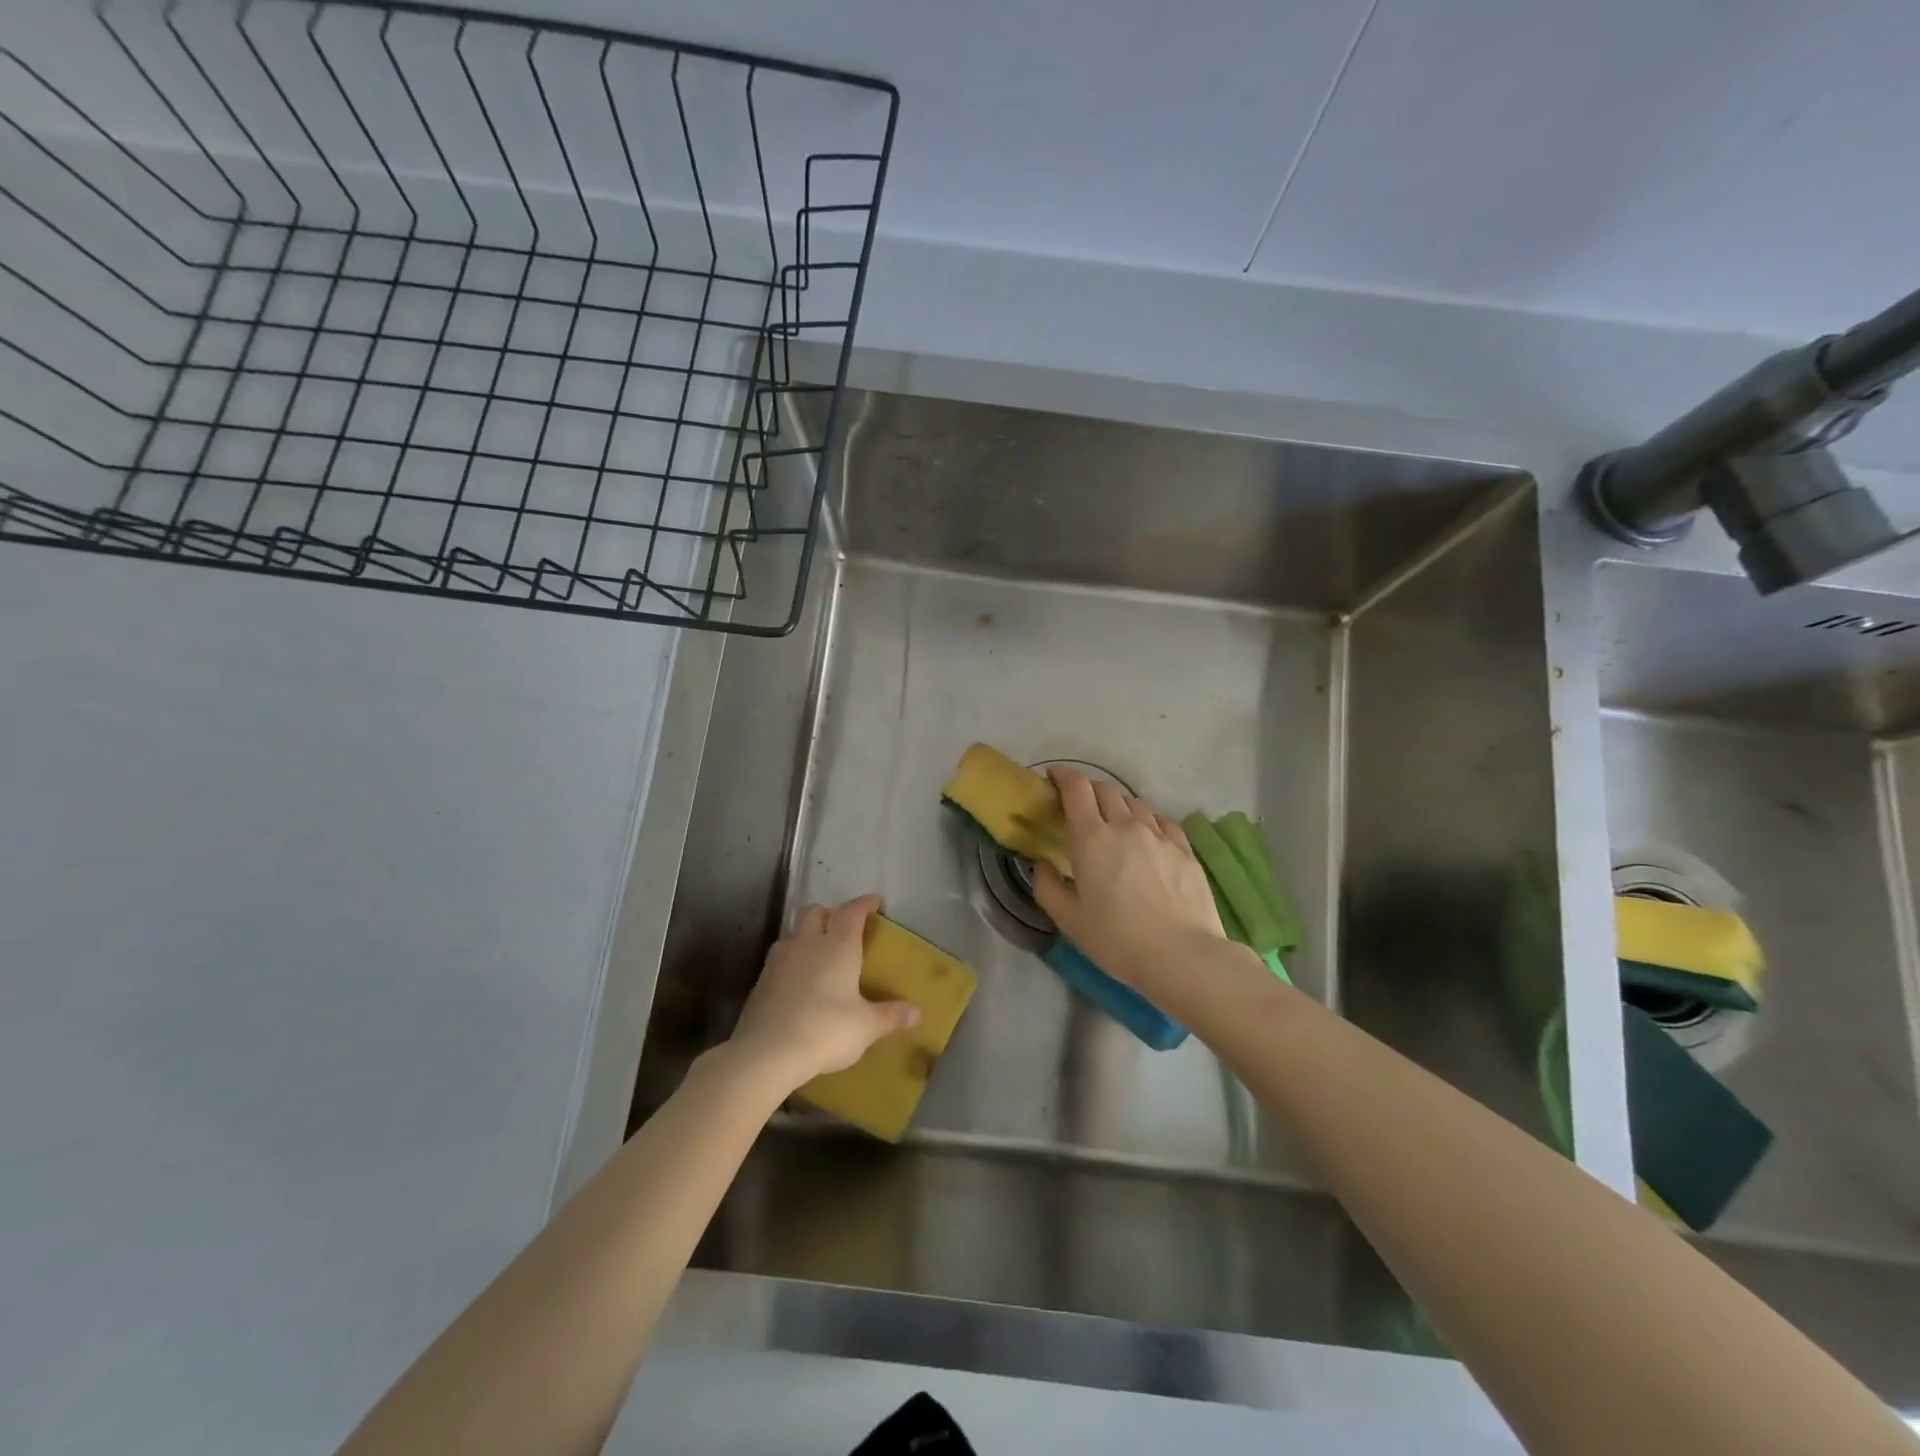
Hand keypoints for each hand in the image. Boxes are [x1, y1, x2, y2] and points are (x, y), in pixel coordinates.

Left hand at [727, 895, 919, 1091]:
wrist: (766, 1052)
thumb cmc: (826, 1030)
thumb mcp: (866, 1027)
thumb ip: (890, 1016)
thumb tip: (916, 1013)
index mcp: (838, 946)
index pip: (852, 911)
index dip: (863, 904)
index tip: (873, 903)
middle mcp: (808, 943)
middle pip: (815, 912)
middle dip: (829, 914)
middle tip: (841, 929)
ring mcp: (779, 960)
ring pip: (793, 933)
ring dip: (805, 937)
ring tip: (817, 956)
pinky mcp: (760, 981)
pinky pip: (778, 960)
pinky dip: (790, 963)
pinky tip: (796, 984)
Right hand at [1032, 766, 1225, 992]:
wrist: (1182, 956)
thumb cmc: (1117, 940)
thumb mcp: (1069, 920)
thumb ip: (1048, 887)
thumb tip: (1043, 865)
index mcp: (1091, 838)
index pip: (1076, 788)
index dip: (1063, 776)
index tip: (1053, 778)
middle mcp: (1125, 826)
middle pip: (1105, 790)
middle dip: (1087, 789)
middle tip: (1078, 805)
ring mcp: (1159, 835)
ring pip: (1135, 804)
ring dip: (1118, 806)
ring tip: (1113, 824)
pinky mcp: (1184, 849)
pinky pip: (1162, 821)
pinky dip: (1148, 821)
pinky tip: (1147, 837)